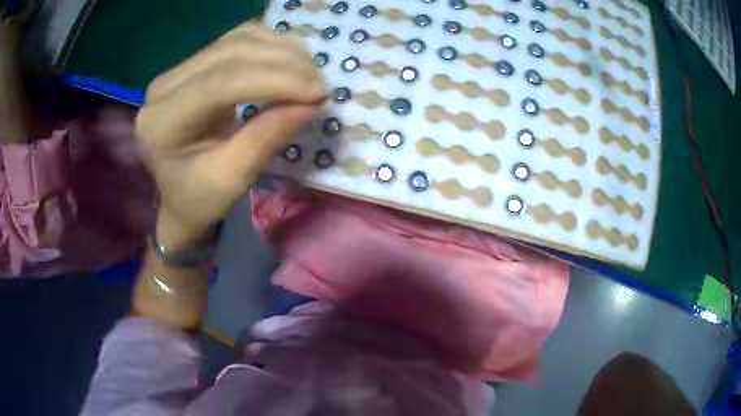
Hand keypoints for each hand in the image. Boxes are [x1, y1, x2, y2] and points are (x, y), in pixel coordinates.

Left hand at [135, 22, 324, 246]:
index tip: (318, 93)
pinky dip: (270, 45)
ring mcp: (177, 69)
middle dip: (283, 63)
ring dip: (281, 50)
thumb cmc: (199, 198)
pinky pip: (238, 38)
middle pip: (231, 53)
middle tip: (319, 87)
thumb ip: (266, 139)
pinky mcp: (194, 63)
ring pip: (237, 39)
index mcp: (162, 122)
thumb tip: (310, 104)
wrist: (178, 192)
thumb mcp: (232, 180)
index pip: (221, 83)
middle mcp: (163, 86)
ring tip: (310, 75)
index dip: (274, 80)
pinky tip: (290, 61)